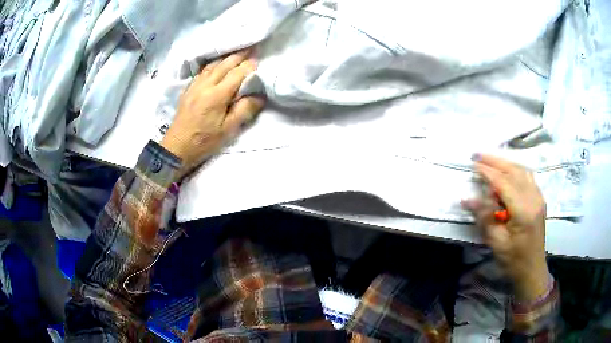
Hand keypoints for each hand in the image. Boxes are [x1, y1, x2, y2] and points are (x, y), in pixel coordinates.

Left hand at [161, 50, 264, 178]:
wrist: (177, 148)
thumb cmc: (204, 142)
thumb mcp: (228, 130)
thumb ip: (244, 110)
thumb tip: (259, 96)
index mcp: (217, 95)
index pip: (237, 74)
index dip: (249, 66)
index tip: (259, 59)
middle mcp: (205, 86)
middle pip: (224, 65)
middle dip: (238, 56)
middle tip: (250, 48)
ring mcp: (194, 86)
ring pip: (212, 66)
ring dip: (225, 58)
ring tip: (235, 53)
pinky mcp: (188, 91)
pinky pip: (201, 72)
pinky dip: (211, 65)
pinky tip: (214, 65)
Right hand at [462, 154, 549, 302]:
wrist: (532, 269)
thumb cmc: (513, 260)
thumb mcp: (496, 242)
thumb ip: (484, 217)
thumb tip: (467, 199)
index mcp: (523, 211)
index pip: (504, 183)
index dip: (488, 172)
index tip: (473, 164)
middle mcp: (533, 198)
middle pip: (514, 171)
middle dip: (495, 161)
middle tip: (478, 155)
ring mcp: (538, 197)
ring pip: (522, 171)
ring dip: (505, 163)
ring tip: (490, 160)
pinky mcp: (539, 199)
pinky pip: (527, 177)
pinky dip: (515, 169)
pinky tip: (507, 171)